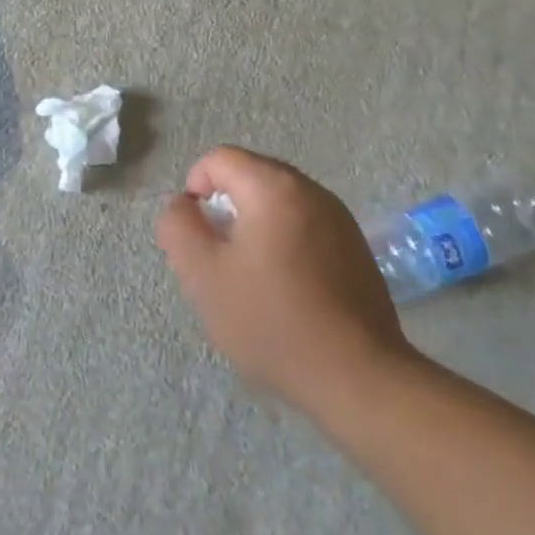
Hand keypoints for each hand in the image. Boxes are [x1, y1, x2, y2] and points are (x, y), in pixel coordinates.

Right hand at [155, 146, 418, 410]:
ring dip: (254, 227)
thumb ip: (179, 227)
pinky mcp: (355, 248)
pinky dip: (283, 242)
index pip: (219, 159)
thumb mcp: (203, 275)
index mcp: (274, 187)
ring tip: (249, 278)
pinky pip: (304, 226)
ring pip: (278, 203)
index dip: (195, 189)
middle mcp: (311, 191)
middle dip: (225, 209)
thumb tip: (182, 204)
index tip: (196, 236)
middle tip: (218, 259)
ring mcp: (340, 219)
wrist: (356, 375)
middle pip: (251, 176)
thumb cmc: (270, 320)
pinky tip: (284, 289)